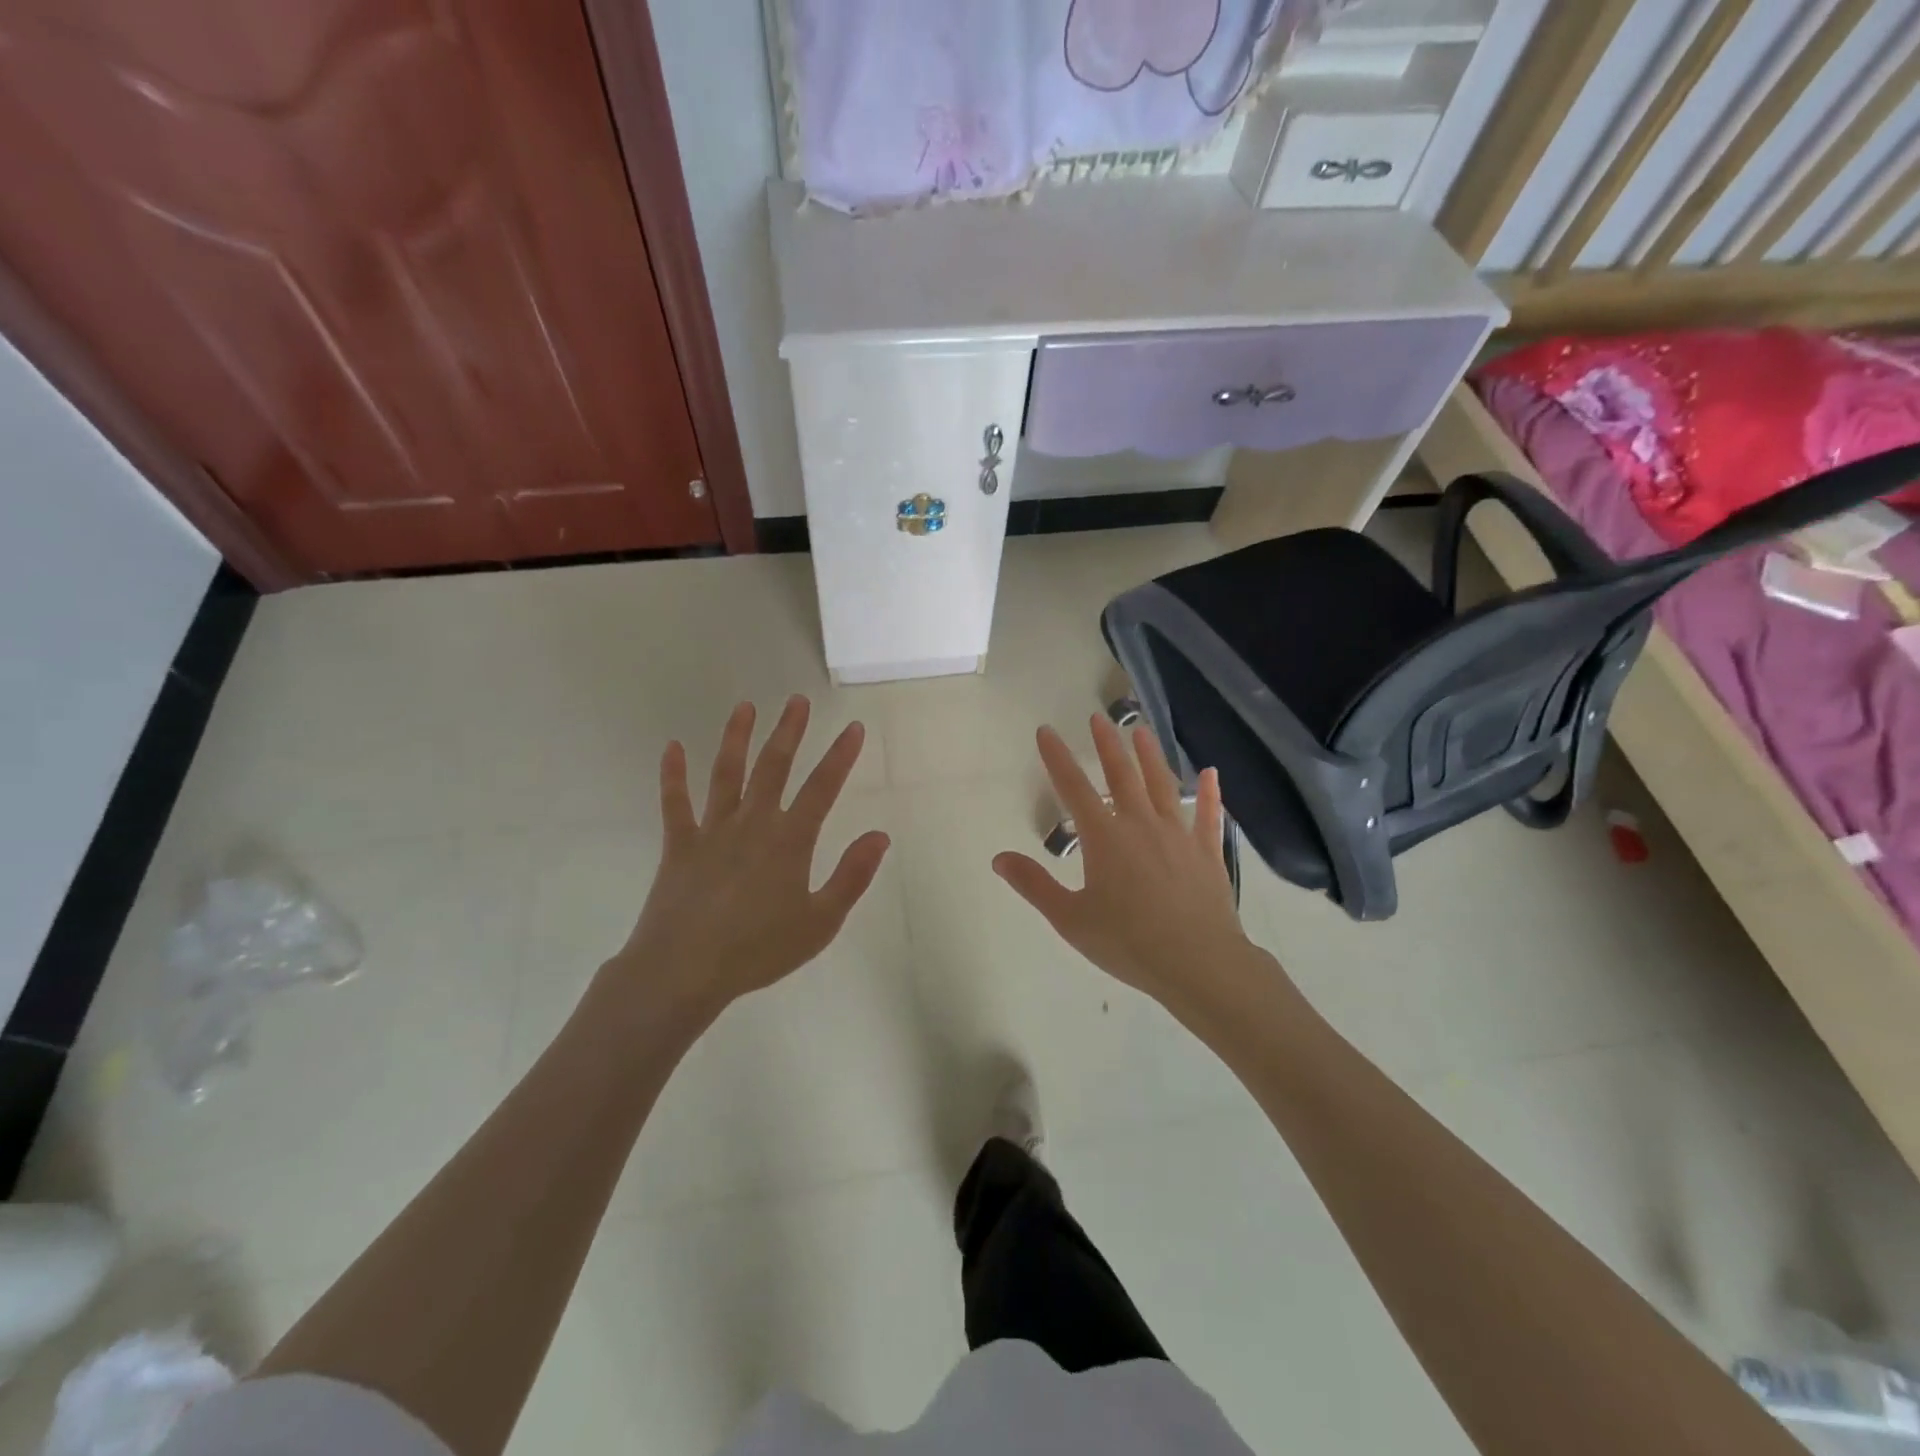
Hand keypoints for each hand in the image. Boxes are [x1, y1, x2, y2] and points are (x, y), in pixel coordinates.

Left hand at [610, 696, 889, 1020]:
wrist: (684, 970)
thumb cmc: (759, 950)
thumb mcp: (820, 922)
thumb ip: (851, 876)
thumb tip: (880, 835)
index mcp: (789, 840)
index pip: (822, 788)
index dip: (840, 756)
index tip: (853, 727)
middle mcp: (752, 823)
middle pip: (774, 767)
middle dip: (789, 731)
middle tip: (797, 701)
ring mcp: (712, 830)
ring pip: (726, 773)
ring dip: (736, 738)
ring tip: (745, 707)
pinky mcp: (678, 845)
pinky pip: (675, 803)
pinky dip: (673, 774)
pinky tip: (672, 747)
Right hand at [994, 715, 1259, 1015]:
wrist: (1198, 963)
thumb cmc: (1128, 942)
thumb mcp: (1070, 918)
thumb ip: (1034, 885)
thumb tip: (999, 858)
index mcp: (1104, 838)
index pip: (1073, 788)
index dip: (1057, 758)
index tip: (1046, 731)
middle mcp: (1141, 825)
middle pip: (1121, 776)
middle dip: (1107, 745)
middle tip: (1098, 719)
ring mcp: (1178, 835)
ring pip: (1162, 786)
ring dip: (1150, 756)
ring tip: (1142, 731)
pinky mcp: (1207, 853)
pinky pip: (1208, 816)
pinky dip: (1209, 793)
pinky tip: (1210, 773)